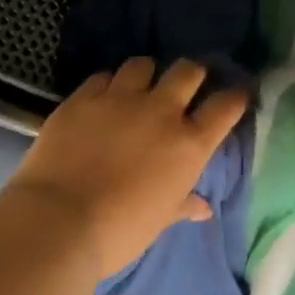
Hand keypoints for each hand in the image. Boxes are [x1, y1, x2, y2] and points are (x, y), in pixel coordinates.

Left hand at [3, 58, 247, 278]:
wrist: (59, 221)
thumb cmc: (120, 230)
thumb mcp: (159, 220)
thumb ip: (182, 205)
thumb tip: (202, 208)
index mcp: (189, 145)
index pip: (225, 107)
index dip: (234, 97)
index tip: (235, 96)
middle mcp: (160, 112)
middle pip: (188, 71)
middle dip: (193, 74)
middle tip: (187, 85)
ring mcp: (119, 100)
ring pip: (143, 64)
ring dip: (147, 73)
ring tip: (141, 87)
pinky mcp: (82, 98)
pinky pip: (102, 77)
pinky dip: (108, 84)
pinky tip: (104, 97)